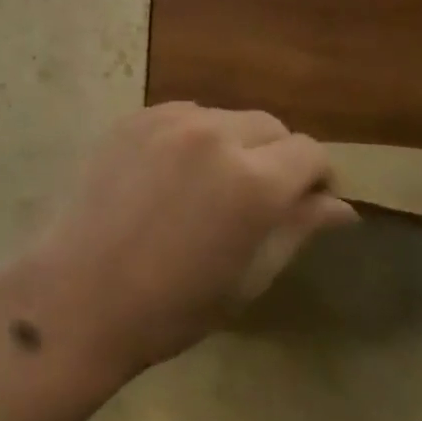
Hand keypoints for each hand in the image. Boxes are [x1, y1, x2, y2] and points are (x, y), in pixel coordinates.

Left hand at [0, 103, 355, 383]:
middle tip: (257, 199)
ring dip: (232, 142)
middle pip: (269, 125)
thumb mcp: (249, 276)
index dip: (317, 178)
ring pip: (224, 115)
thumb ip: (297, 229)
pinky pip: (182, 114)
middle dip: (277, 156)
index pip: (310, 152)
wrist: (79, 291)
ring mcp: (168, 120)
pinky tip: (172, 173)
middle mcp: (214, 134)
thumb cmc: (173, 306)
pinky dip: (192, 135)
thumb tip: (341, 206)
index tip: (306, 204)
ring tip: (209, 185)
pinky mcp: (133, 118)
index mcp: (253, 180)